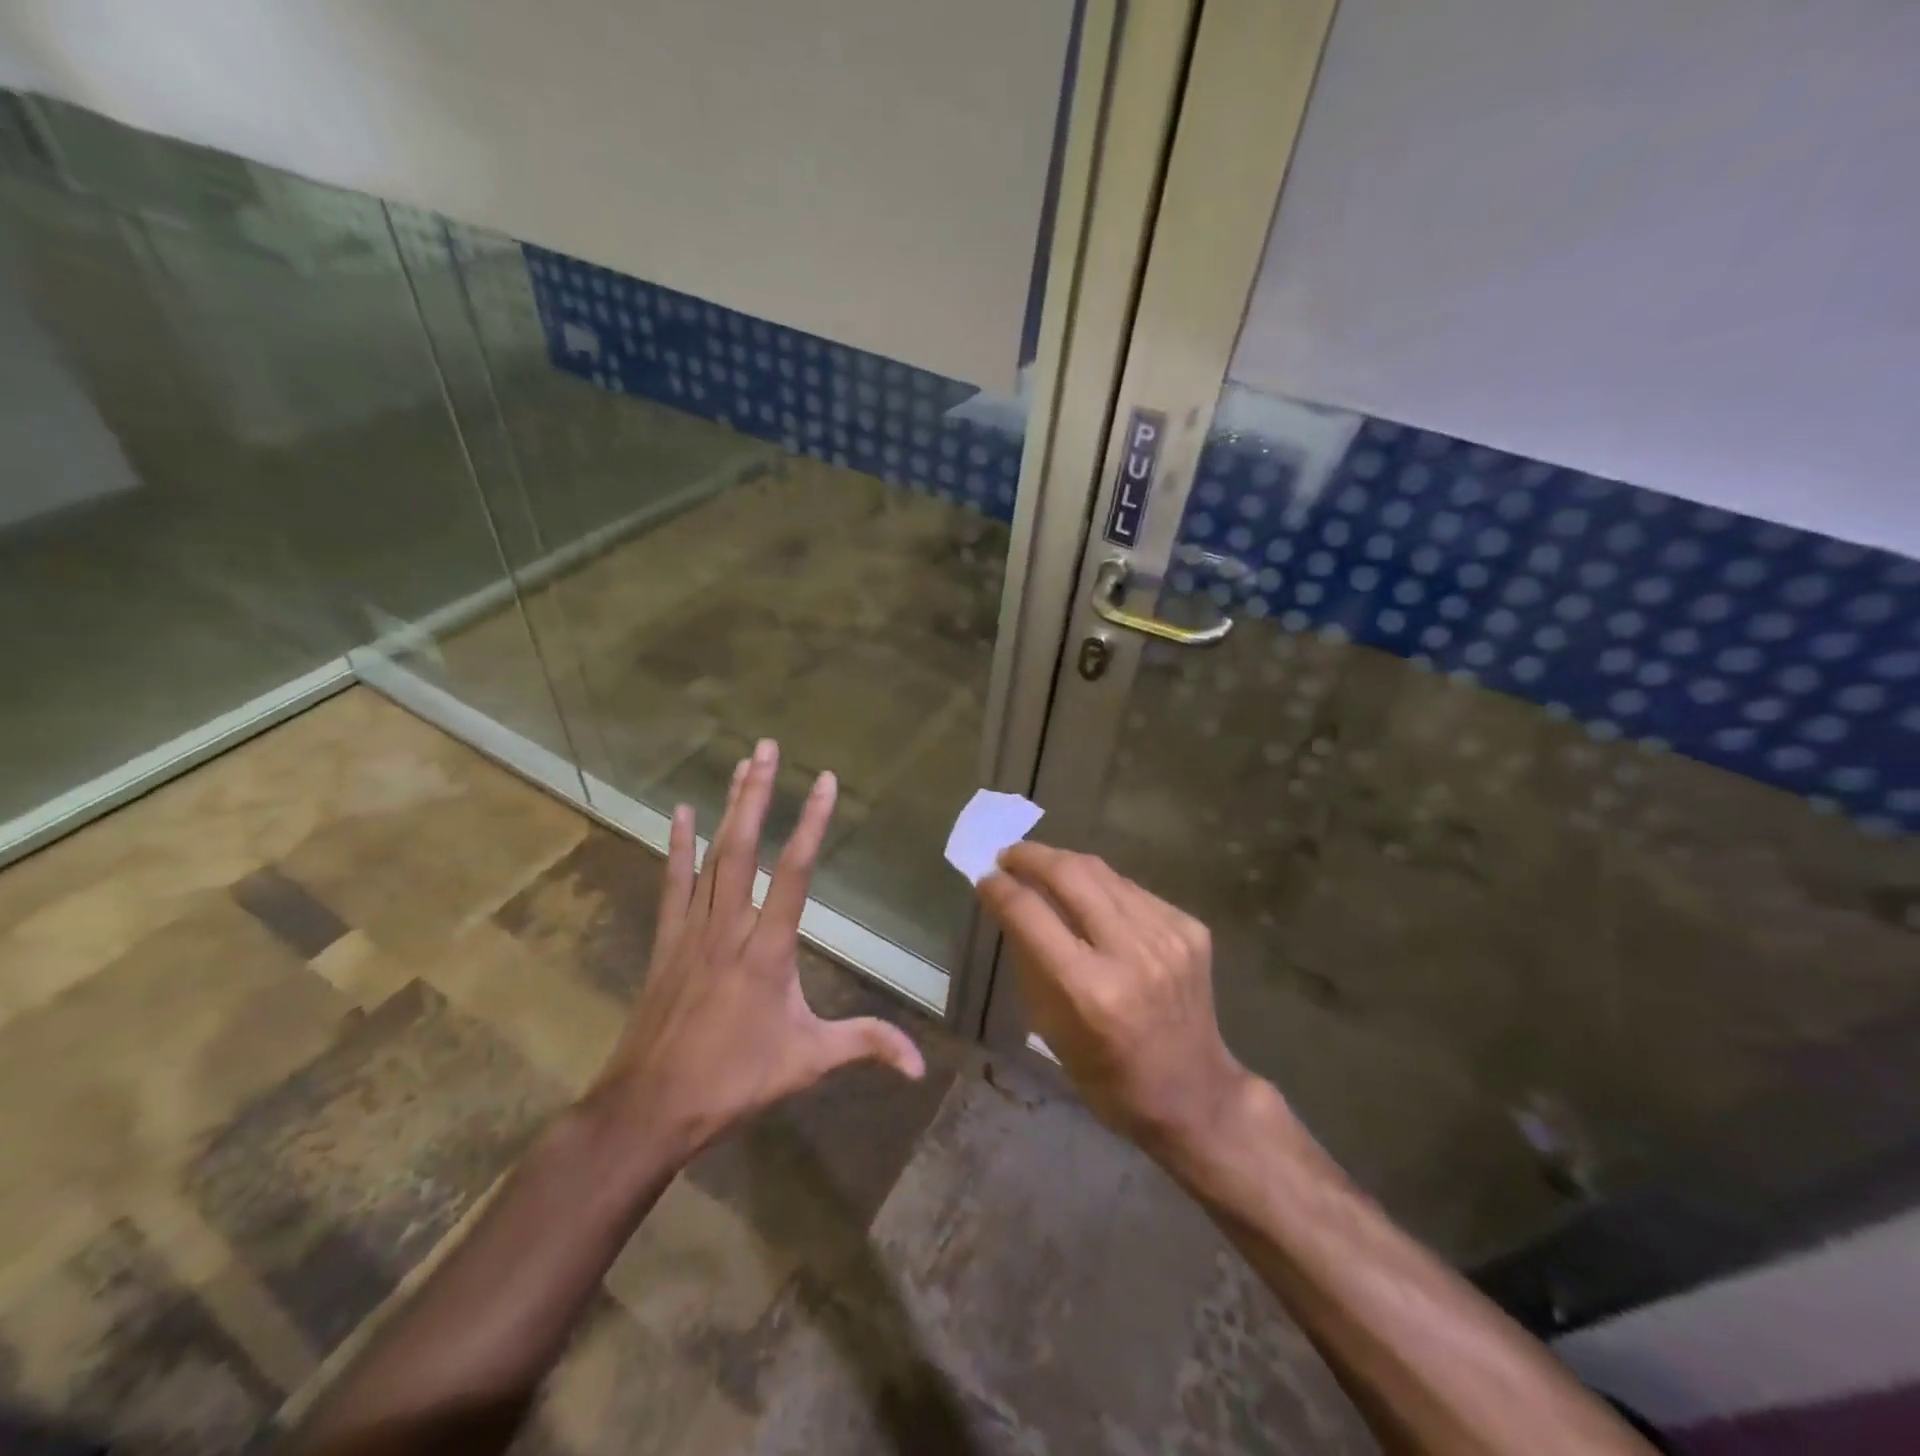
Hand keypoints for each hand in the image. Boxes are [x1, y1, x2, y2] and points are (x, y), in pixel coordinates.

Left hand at [591, 738, 924, 1161]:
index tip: (824, 781)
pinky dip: (677, 846)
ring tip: (740, 765)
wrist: (649, 1107)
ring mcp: (693, 930)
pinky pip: (673, 883)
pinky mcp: (667, 942)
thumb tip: (920, 1064)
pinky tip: (680, 813)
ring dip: (727, 807)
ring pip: (711, 855)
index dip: (811, 822)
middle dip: (757, 793)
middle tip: (767, 747)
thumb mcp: (808, 1063)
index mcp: (768, 948)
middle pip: (743, 846)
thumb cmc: (733, 1081)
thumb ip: (865, 1047)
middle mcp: (730, 926)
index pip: (794, 872)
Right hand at [979, 844, 1256, 1161]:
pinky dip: (1103, 888)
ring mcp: (1167, 936)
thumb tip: (1011, 905)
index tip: (984, 878)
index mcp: (1088, 990)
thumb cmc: (1108, 1076)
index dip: (1000, 889)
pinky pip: (1133, 891)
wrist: (1194, 1093)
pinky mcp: (1190, 928)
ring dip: (1065, 864)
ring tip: (1043, 867)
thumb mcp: (1051, 1029)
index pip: (1030, 914)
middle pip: (1070, 874)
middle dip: (1031, 856)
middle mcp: (1130, 953)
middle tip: (1008, 856)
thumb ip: (1031, 961)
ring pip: (1103, 873)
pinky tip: (1091, 899)